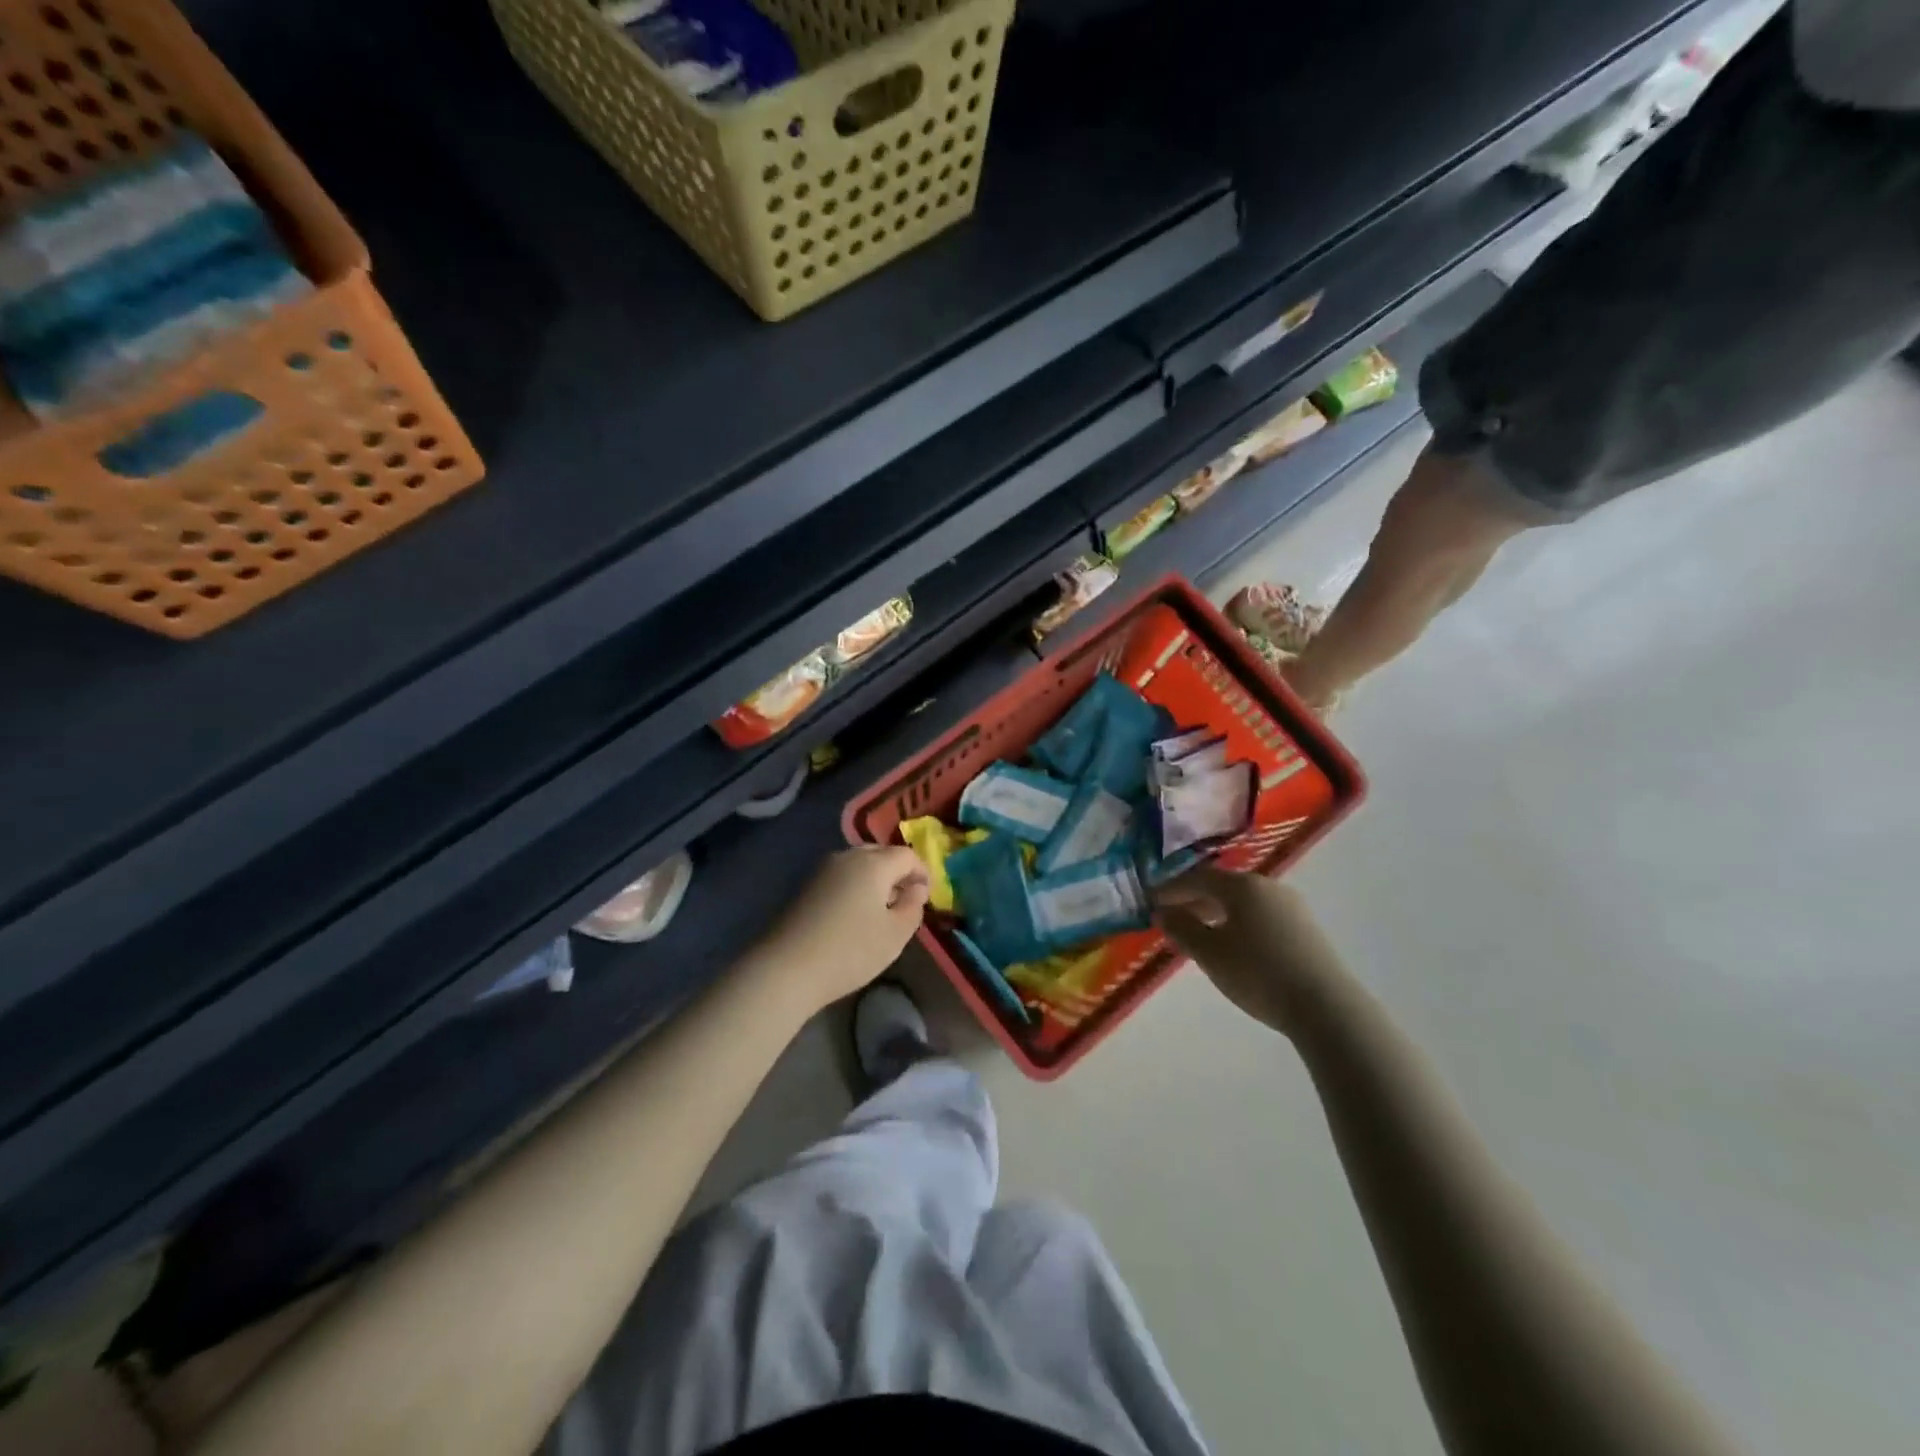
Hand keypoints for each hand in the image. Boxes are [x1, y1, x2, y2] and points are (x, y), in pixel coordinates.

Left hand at [748, 847, 929, 1013]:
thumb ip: (913, 906)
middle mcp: (847, 856)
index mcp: (873, 863)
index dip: (922, 872)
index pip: (907, 855)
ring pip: (858, 864)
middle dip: (897, 872)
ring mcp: (822, 870)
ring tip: (881, 909)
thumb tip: (916, 889)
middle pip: (880, 854)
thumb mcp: (895, 934)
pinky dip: (855, 887)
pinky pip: (841, 877)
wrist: (787, 968)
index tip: (927, 896)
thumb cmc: (850, 950)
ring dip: (875, 879)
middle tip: (905, 900)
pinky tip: (855, 914)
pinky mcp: (806, 886)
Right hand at [1157, 867, 1345, 1035]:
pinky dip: (1239, 922)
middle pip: (1222, 886)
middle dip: (1193, 899)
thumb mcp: (1210, 953)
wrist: (1326, 1007)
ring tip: (1199, 933)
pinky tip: (1233, 944)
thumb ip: (1182, 929)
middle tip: (1172, 917)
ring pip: (1243, 901)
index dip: (1171, 888)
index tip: (1151, 900)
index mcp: (1242, 885)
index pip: (1197, 877)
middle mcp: (1268, 886)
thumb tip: (1162, 912)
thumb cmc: (1258, 973)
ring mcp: (1291, 906)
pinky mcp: (1305, 928)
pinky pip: (1261, 915)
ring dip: (1216, 912)